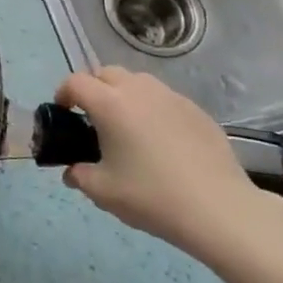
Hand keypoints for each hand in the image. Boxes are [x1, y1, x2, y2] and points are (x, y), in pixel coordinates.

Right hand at [56, 66, 275, 254]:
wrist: (219, 210)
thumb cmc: (152, 197)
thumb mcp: (103, 192)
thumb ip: (79, 176)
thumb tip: (72, 171)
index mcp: (110, 104)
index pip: (76, 82)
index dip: (63, 93)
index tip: (63, 112)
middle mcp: (139, 90)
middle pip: (106, 73)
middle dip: (93, 88)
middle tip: (93, 118)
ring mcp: (171, 97)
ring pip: (137, 81)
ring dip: (124, 94)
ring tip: (127, 126)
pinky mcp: (196, 110)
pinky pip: (164, 99)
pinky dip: (153, 109)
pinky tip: (161, 140)